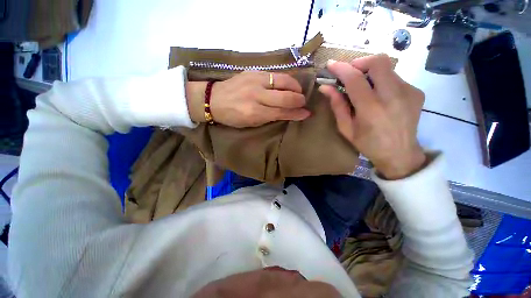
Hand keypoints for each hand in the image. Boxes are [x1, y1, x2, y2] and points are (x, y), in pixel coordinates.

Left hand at [186, 71, 309, 127]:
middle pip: (285, 97)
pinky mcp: (253, 71)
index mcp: (254, 113)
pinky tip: (288, 83)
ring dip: (295, 86)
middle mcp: (257, 96)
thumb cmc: (232, 116)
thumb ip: (269, 117)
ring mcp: (255, 80)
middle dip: (298, 100)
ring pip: (283, 81)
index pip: (281, 112)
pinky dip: (285, 79)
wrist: (213, 99)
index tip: (306, 113)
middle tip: (303, 102)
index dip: (296, 113)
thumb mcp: (251, 123)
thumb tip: (287, 114)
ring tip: (299, 91)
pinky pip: (275, 74)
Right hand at [319, 54, 426, 179]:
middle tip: (350, 72)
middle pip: (379, 62)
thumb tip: (325, 88)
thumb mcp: (346, 128)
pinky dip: (382, 81)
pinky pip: (395, 78)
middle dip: (360, 62)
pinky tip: (378, 95)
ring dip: (370, 72)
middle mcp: (393, 96)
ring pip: (388, 68)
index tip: (331, 64)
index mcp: (371, 109)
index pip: (355, 79)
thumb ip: (337, 105)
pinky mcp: (416, 92)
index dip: (341, 68)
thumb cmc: (367, 144)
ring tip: (363, 87)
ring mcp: (409, 92)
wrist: (400, 154)